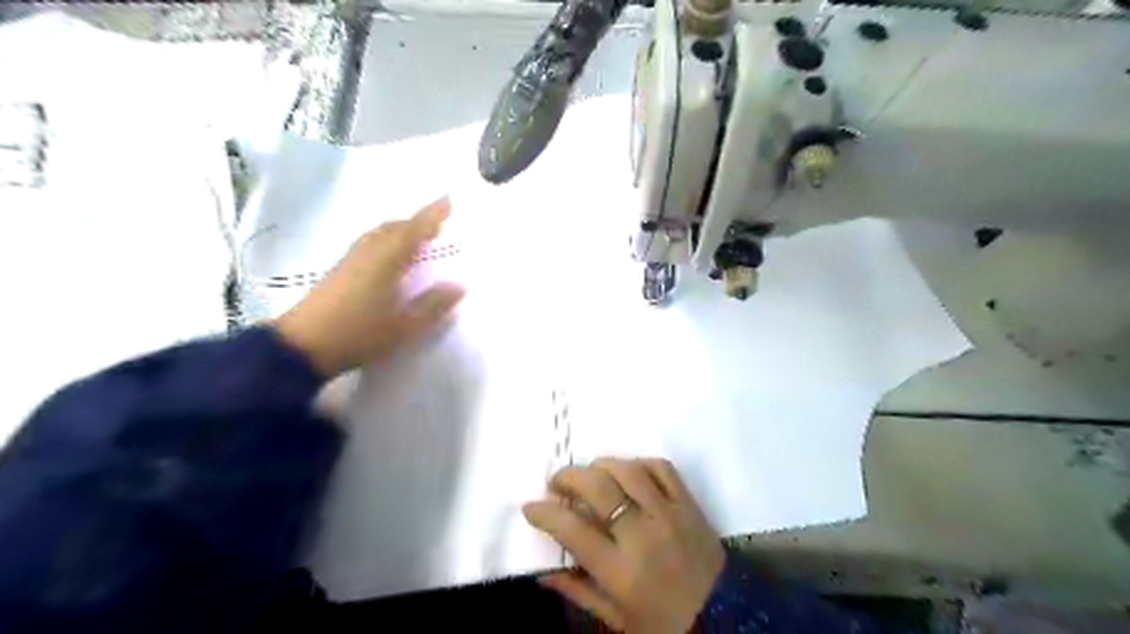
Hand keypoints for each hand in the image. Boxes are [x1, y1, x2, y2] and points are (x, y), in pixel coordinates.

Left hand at [275, 198, 465, 375]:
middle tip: (438, 223)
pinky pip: (371, 243)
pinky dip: (388, 240)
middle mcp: (369, 252)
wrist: (304, 346)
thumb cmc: (360, 334)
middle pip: (395, 227)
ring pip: (380, 234)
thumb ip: (433, 305)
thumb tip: (459, 285)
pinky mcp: (340, 270)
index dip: (432, 214)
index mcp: (387, 260)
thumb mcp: (405, 326)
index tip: (449, 199)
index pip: (414, 230)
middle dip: (417, 221)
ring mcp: (351, 260)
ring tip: (418, 238)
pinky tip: (392, 257)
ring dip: (401, 230)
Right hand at [524, 458, 727, 631]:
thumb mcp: (615, 619)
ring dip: (600, 465)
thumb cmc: (664, 624)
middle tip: (556, 483)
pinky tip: (627, 473)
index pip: (573, 530)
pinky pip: (661, 468)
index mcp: (621, 571)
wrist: (725, 618)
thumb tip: (543, 571)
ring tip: (588, 474)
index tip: (531, 507)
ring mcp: (669, 514)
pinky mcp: (689, 504)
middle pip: (598, 488)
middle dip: (569, 477)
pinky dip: (638, 463)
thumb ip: (577, 591)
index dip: (545, 513)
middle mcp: (643, 535)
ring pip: (628, 470)